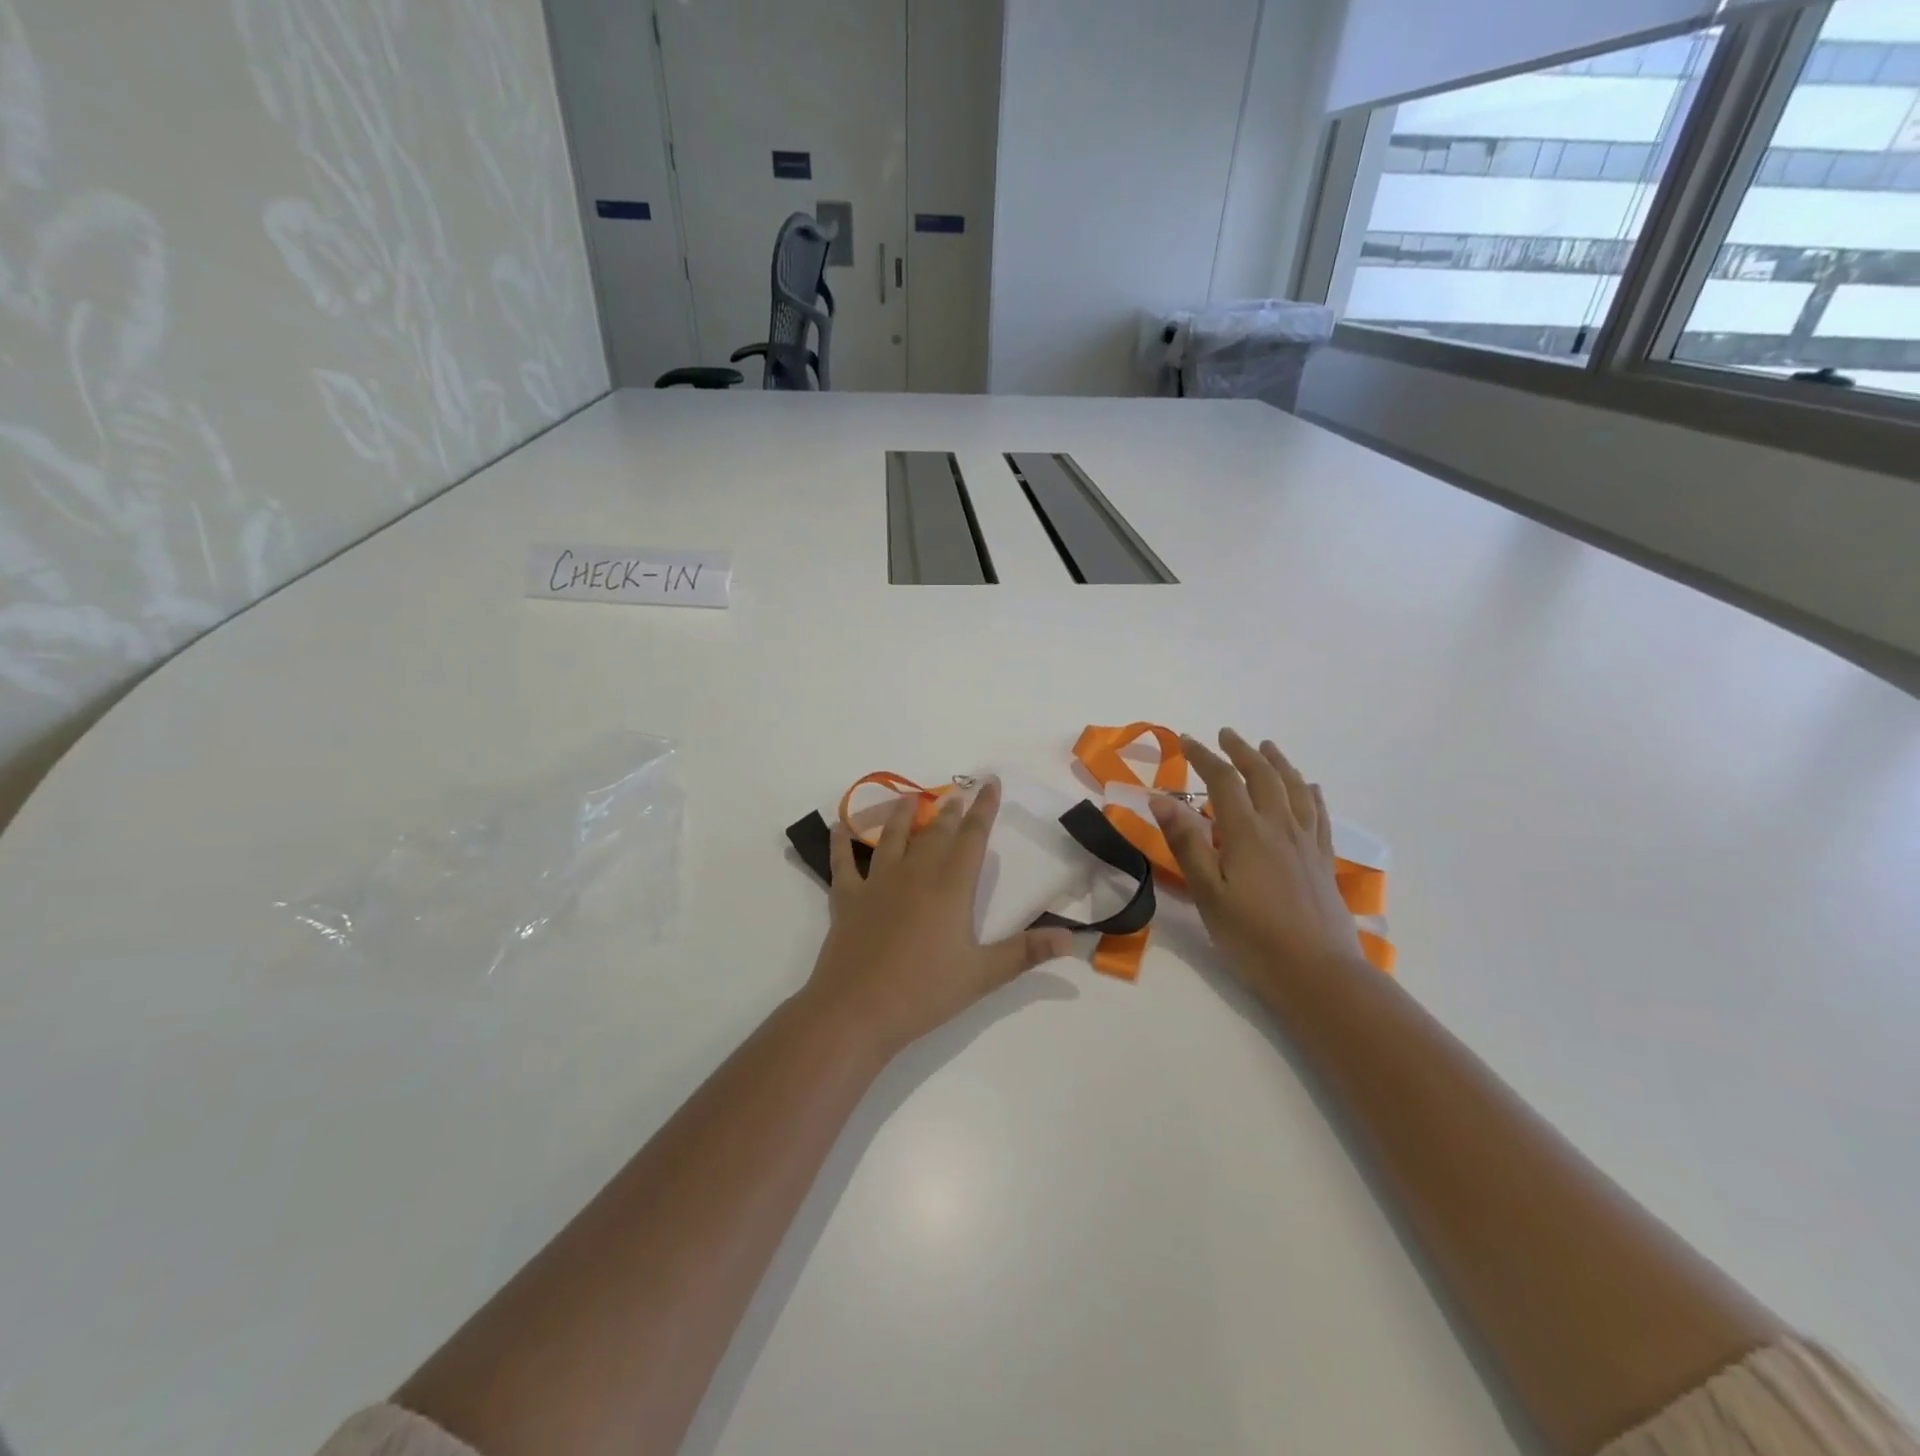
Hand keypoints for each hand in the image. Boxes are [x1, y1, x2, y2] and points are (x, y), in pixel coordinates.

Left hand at [804, 779, 1072, 1059]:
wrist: (857, 1010)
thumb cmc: (924, 992)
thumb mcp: (983, 975)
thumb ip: (1026, 952)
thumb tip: (1071, 938)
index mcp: (950, 888)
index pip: (972, 838)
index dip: (984, 809)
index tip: (990, 783)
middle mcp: (914, 874)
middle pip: (935, 833)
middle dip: (949, 812)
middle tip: (956, 795)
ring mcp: (877, 883)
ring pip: (891, 838)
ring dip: (901, 816)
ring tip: (909, 799)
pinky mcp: (847, 899)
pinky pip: (843, 862)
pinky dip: (841, 842)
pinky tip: (839, 826)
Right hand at [1150, 729, 1366, 1000]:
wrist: (1318, 973)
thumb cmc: (1253, 936)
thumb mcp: (1208, 893)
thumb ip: (1186, 843)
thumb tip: (1161, 798)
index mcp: (1247, 833)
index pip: (1223, 781)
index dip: (1203, 757)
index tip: (1185, 740)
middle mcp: (1280, 828)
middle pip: (1263, 776)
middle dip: (1241, 751)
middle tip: (1225, 734)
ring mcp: (1307, 844)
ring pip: (1295, 789)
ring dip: (1278, 763)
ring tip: (1267, 747)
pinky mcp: (1323, 862)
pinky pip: (1319, 815)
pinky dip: (1310, 793)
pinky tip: (1309, 788)